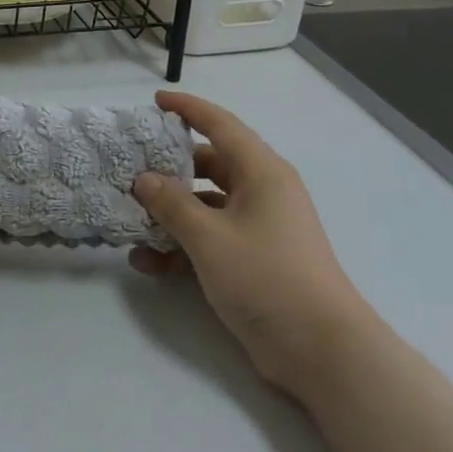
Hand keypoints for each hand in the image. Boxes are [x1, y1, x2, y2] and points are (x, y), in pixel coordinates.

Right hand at [130, 91, 364, 396]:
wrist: (321, 350)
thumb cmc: (266, 276)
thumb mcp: (209, 237)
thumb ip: (172, 204)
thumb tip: (144, 179)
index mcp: (261, 171)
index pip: (220, 124)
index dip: (188, 108)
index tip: (156, 101)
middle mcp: (262, 191)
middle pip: (209, 165)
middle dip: (170, 169)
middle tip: (132, 170)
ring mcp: (260, 226)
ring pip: (207, 205)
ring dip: (171, 214)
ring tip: (131, 223)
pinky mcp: (255, 259)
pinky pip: (213, 238)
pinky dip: (184, 246)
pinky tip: (150, 265)